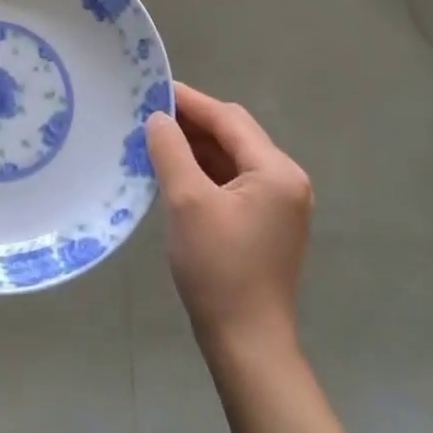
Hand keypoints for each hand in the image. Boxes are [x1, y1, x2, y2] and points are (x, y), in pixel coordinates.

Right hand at [145, 82, 312, 356]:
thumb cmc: (218, 268)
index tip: (151, 88)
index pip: (228, 118)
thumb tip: (158, 117)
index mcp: (276, 171)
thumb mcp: (186, 201)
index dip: (189, 100)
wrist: (247, 345)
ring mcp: (278, 204)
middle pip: (233, 134)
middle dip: (191, 122)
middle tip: (147, 113)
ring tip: (154, 138)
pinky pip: (232, 181)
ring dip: (195, 146)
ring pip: (231, 157)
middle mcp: (285, 180)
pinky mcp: (265, 223)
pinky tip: (173, 170)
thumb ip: (170, 150)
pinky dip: (203, 171)